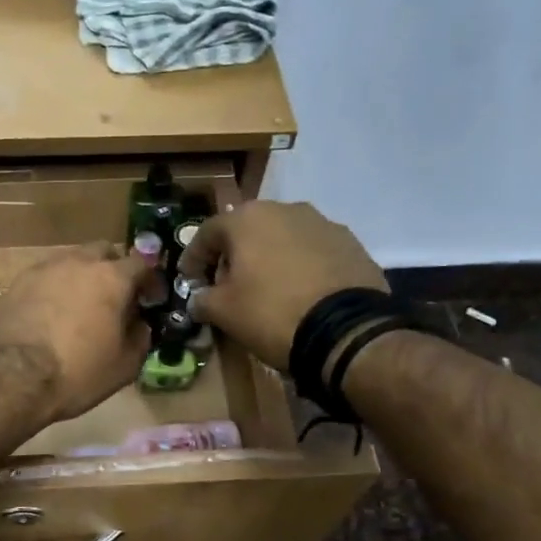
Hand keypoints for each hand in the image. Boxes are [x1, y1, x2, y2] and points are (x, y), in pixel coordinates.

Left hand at [0, 244, 153, 424]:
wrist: (7, 378)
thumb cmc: (76, 372)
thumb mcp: (124, 366)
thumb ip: (139, 338)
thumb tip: (138, 324)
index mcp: (110, 278)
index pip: (142, 263)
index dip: (150, 280)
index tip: (150, 299)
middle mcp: (75, 263)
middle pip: (101, 252)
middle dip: (112, 269)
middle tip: (113, 297)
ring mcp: (39, 270)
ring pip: (68, 264)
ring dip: (78, 280)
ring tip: (77, 309)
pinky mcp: (11, 286)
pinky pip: (40, 283)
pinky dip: (50, 294)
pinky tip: (45, 320)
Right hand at [179, 202, 386, 369]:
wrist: (346, 331)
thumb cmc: (271, 313)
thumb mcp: (223, 312)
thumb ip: (202, 300)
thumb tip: (198, 300)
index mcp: (247, 218)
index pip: (207, 234)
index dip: (193, 259)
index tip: (190, 281)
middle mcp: (285, 209)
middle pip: (246, 231)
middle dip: (233, 256)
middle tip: (227, 286)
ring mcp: (322, 223)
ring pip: (282, 238)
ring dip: (268, 259)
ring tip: (266, 289)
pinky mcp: (350, 243)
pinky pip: (312, 252)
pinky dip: (299, 267)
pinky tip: (299, 293)